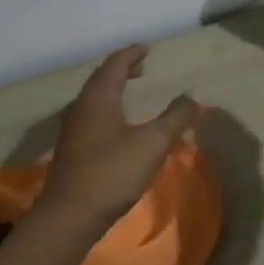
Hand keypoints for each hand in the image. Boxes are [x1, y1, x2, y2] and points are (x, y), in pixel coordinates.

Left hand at [41, 45, 202, 225]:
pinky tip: (117, 125)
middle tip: (141, 67)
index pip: (115, 64)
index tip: (146, 48)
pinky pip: (90, 115)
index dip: (131, 54)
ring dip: (112, 89)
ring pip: (93, 98)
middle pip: (101, 78)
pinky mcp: (71, 149)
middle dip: (121, 69)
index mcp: (98, 97)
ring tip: (130, 91)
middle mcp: (81, 107)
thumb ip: (175, 118)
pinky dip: (107, 107)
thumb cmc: (111, 173)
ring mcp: (72, 129)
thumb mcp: (152, 144)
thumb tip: (193, 98)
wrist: (69, 216)